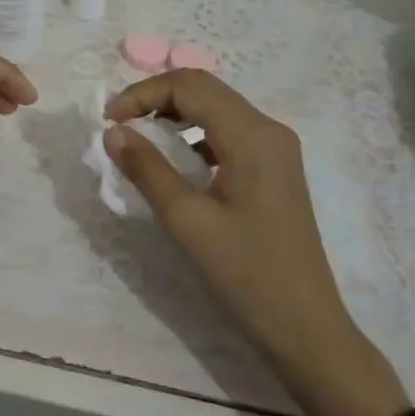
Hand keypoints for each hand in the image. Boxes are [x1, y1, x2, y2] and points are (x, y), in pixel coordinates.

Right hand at [104, 69, 409, 415]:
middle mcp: (268, 130)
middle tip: (118, 124)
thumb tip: (112, 133)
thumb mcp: (188, 221)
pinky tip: (174, 161)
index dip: (142, 94)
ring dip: (173, 113)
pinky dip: (192, 134)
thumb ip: (148, 170)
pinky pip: (226, 133)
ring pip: (215, 108)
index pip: (189, 86)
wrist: (306, 329)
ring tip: (139, 138)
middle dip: (155, 98)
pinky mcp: (273, 169)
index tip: (108, 121)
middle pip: (204, 89)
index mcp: (252, 135)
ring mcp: (275, 149)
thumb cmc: (247, 274)